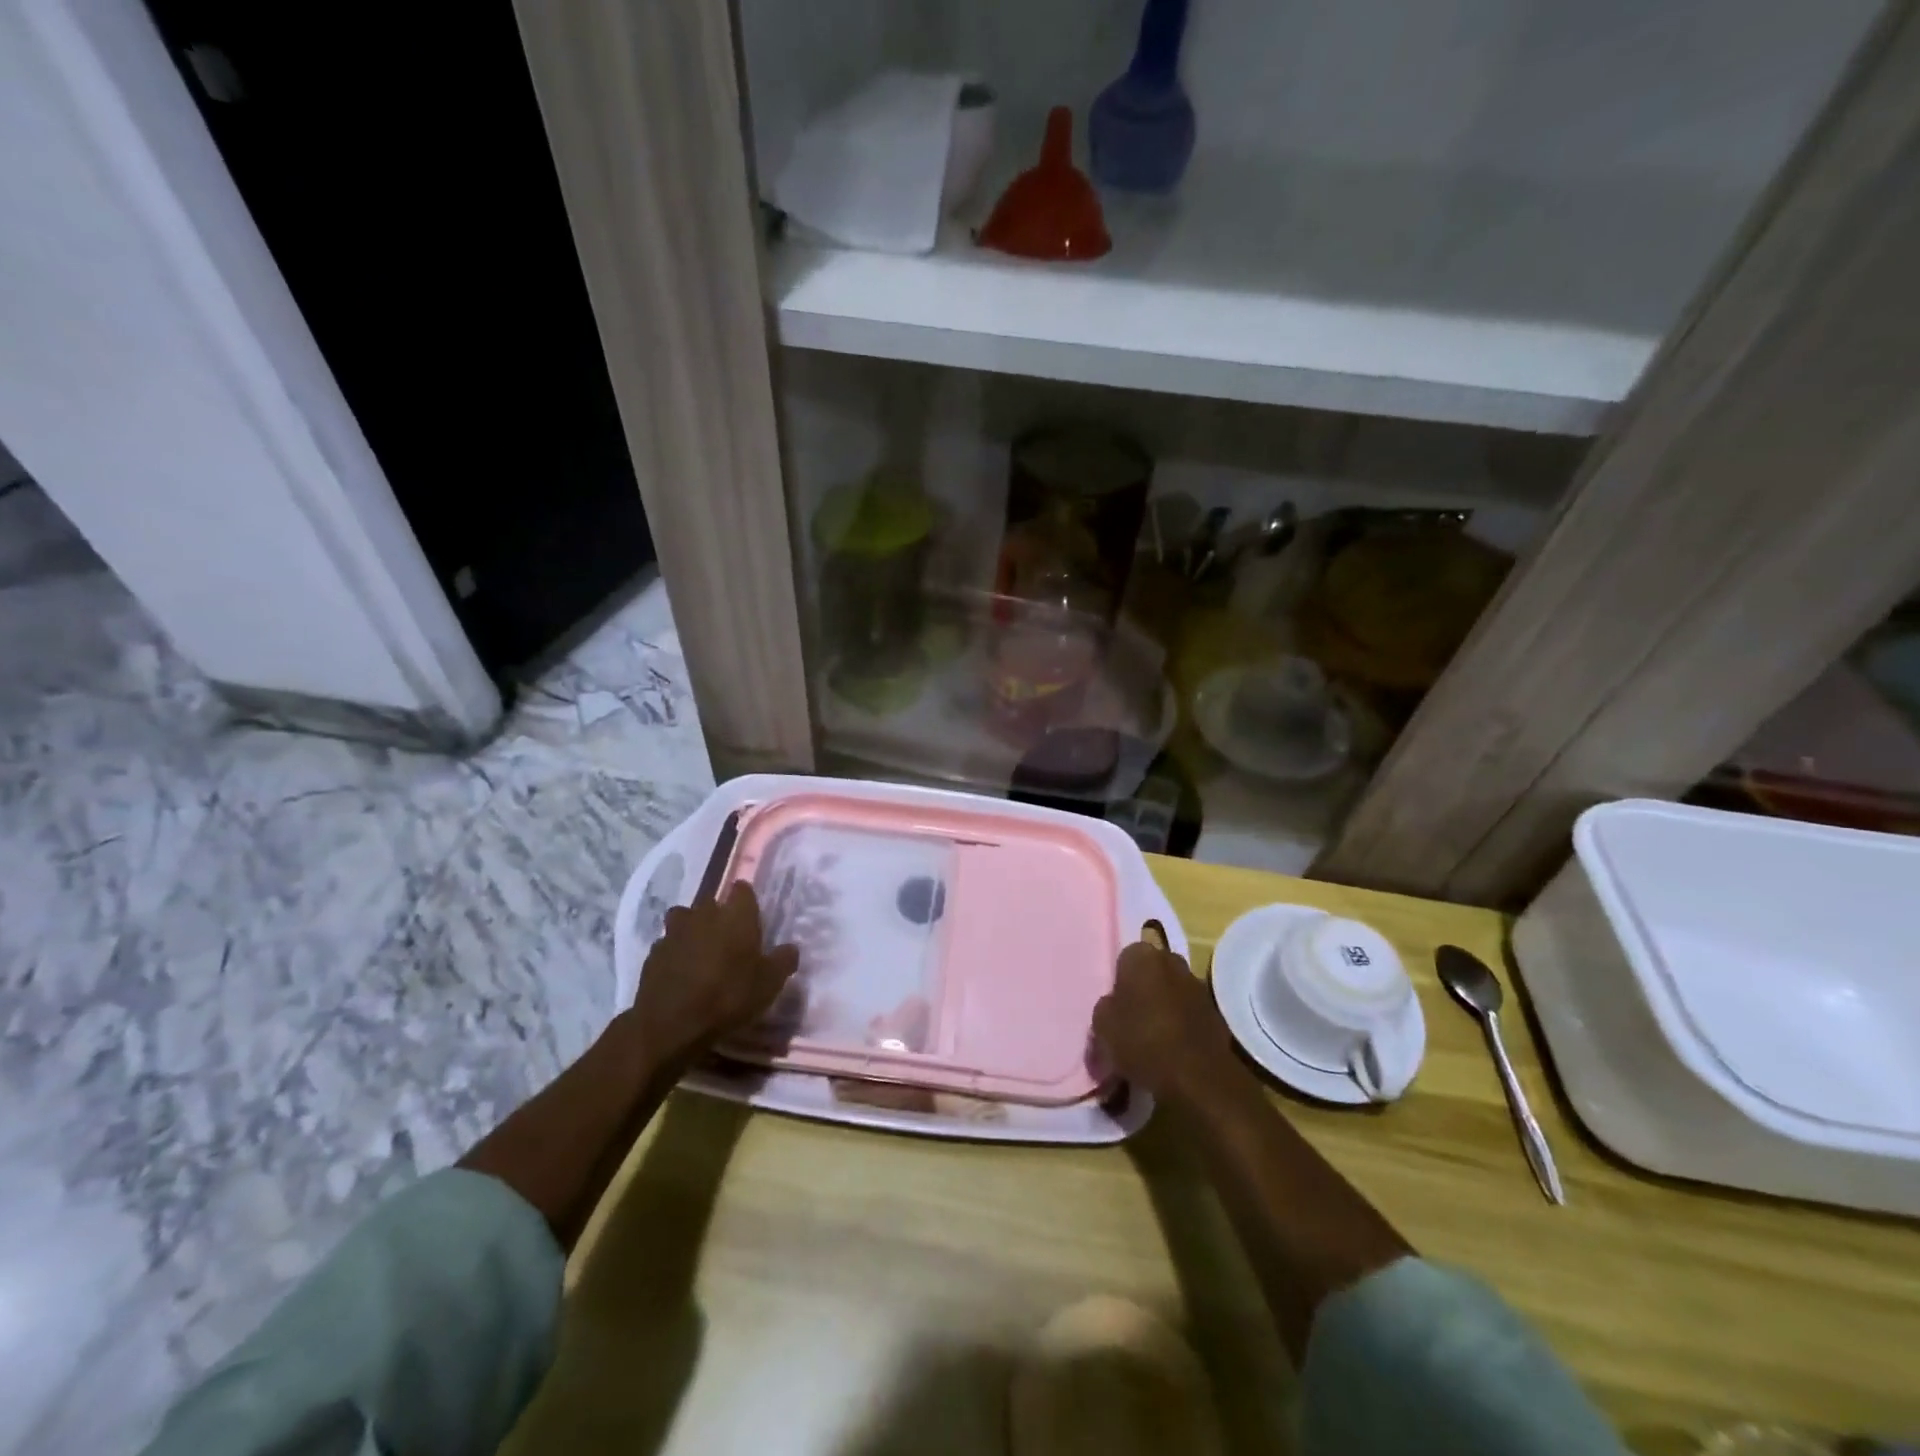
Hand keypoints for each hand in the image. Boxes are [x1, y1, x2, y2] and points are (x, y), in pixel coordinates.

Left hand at [629, 882, 798, 1067]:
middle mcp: (704, 914)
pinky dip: (674, 953)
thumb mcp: (770, 983)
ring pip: (684, 919)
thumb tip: (791, 948)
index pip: (742, 890)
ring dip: (691, 930)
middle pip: (711, 902)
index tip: (751, 918)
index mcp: (735, 915)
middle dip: (718, 915)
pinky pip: (667, 945)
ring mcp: (674, 932)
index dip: (746, 902)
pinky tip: (681, 973)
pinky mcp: (652, 954)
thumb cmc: (729, 996)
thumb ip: (783, 961)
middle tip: (728, 939)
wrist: (672, 1024)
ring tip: (700, 953)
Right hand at [1092, 939, 1237, 1100]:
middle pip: (1152, 971)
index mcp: (1143, 956)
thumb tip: (1115, 1005)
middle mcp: (1173, 961)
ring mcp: (1198, 986)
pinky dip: (1182, 1024)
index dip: (1119, 981)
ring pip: (1173, 991)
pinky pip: (1190, 1013)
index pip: (1125, 958)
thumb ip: (1106, 1007)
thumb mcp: (1102, 1025)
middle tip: (1131, 1018)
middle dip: (1144, 989)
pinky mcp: (1216, 1013)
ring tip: (1153, 1037)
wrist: (1196, 1076)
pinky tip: (1173, 1049)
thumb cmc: (1141, 1041)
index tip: (1115, 1005)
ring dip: (1165, 1006)